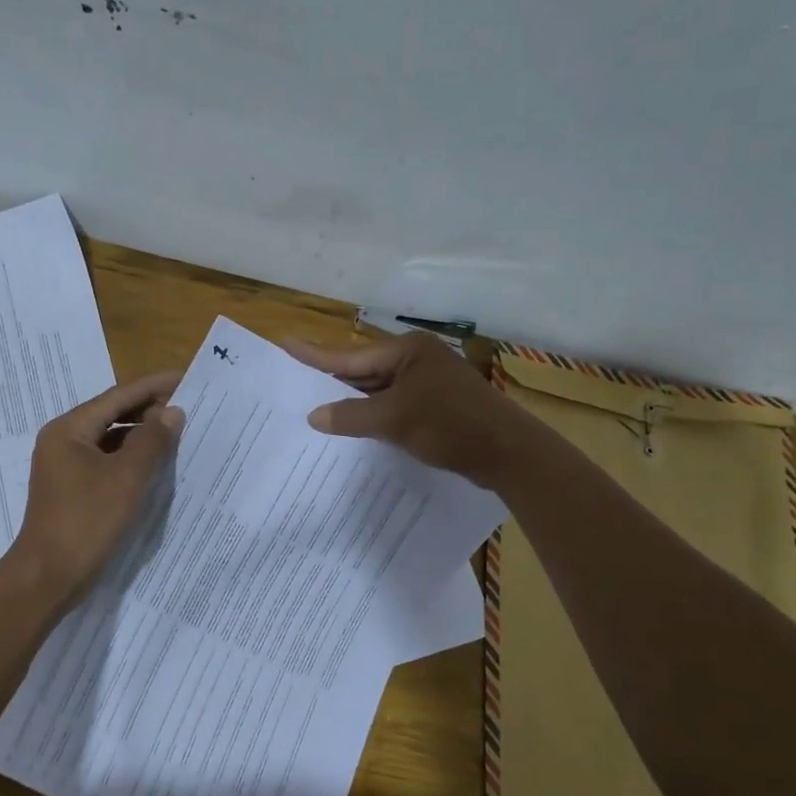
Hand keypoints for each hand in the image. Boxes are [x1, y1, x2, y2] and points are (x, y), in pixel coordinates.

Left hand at [3, 371, 183, 606]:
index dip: (154, 386)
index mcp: (69, 429)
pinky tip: (157, 464)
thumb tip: (173, 412)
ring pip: (111, 439)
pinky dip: (131, 459)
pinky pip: (107, 462)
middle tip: (190, 406)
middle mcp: (64, 441)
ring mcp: (66, 466)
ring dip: (142, 435)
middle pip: (112, 414)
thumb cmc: (86, 521)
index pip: (117, 396)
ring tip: (179, 433)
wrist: (48, 577)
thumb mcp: (126, 478)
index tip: (187, 378)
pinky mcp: (74, 489)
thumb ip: (152, 441)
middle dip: (150, 410)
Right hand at [283, 332, 528, 486]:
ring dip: (354, 403)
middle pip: (364, 371)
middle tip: (295, 383)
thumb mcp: (393, 420)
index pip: (351, 356)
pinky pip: (395, 406)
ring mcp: (429, 382)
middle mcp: (417, 360)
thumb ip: (350, 416)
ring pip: (380, 391)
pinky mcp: (437, 405)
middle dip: (333, 382)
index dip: (316, 355)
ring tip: (316, 407)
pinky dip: (375, 416)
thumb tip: (314, 416)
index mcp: (407, 351)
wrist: (508, 453)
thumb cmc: (450, 425)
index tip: (286, 342)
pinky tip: (355, 427)